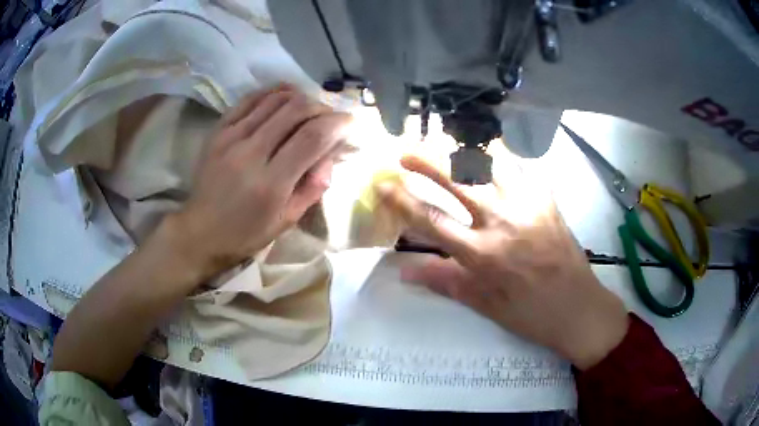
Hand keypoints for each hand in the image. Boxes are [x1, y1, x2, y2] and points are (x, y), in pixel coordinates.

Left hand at [166, 86, 350, 280]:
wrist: (200, 231)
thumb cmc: (246, 233)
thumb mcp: (287, 220)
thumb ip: (313, 186)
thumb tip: (331, 153)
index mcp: (271, 184)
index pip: (312, 138)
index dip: (337, 123)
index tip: (350, 121)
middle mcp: (250, 153)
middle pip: (296, 110)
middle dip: (321, 107)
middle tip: (329, 116)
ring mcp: (231, 137)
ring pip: (275, 99)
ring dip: (300, 97)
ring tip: (309, 107)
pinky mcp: (218, 130)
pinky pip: (250, 98)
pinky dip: (272, 92)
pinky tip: (285, 95)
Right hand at [377, 156, 628, 368]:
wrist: (578, 307)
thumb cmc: (530, 313)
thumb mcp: (484, 304)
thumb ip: (444, 281)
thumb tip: (404, 270)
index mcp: (483, 254)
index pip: (431, 219)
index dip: (402, 199)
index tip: (383, 183)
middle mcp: (502, 221)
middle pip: (457, 179)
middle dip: (426, 160)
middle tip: (407, 151)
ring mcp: (527, 204)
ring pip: (489, 162)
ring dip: (462, 148)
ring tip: (445, 142)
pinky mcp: (546, 198)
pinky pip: (519, 166)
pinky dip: (498, 154)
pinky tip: (487, 151)